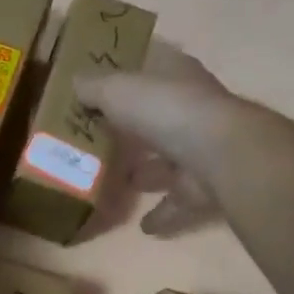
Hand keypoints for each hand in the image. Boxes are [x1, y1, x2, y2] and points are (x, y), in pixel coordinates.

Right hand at [75, 42, 236, 236]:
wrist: (218, 155)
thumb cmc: (166, 110)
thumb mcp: (118, 89)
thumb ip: (94, 88)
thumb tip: (75, 83)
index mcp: (176, 76)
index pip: (152, 67)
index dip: (130, 74)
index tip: (104, 88)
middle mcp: (193, 109)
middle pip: (159, 117)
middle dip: (136, 129)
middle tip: (103, 141)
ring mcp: (203, 149)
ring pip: (170, 161)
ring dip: (149, 173)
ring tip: (120, 183)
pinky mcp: (206, 186)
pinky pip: (178, 201)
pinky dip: (163, 213)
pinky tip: (143, 225)